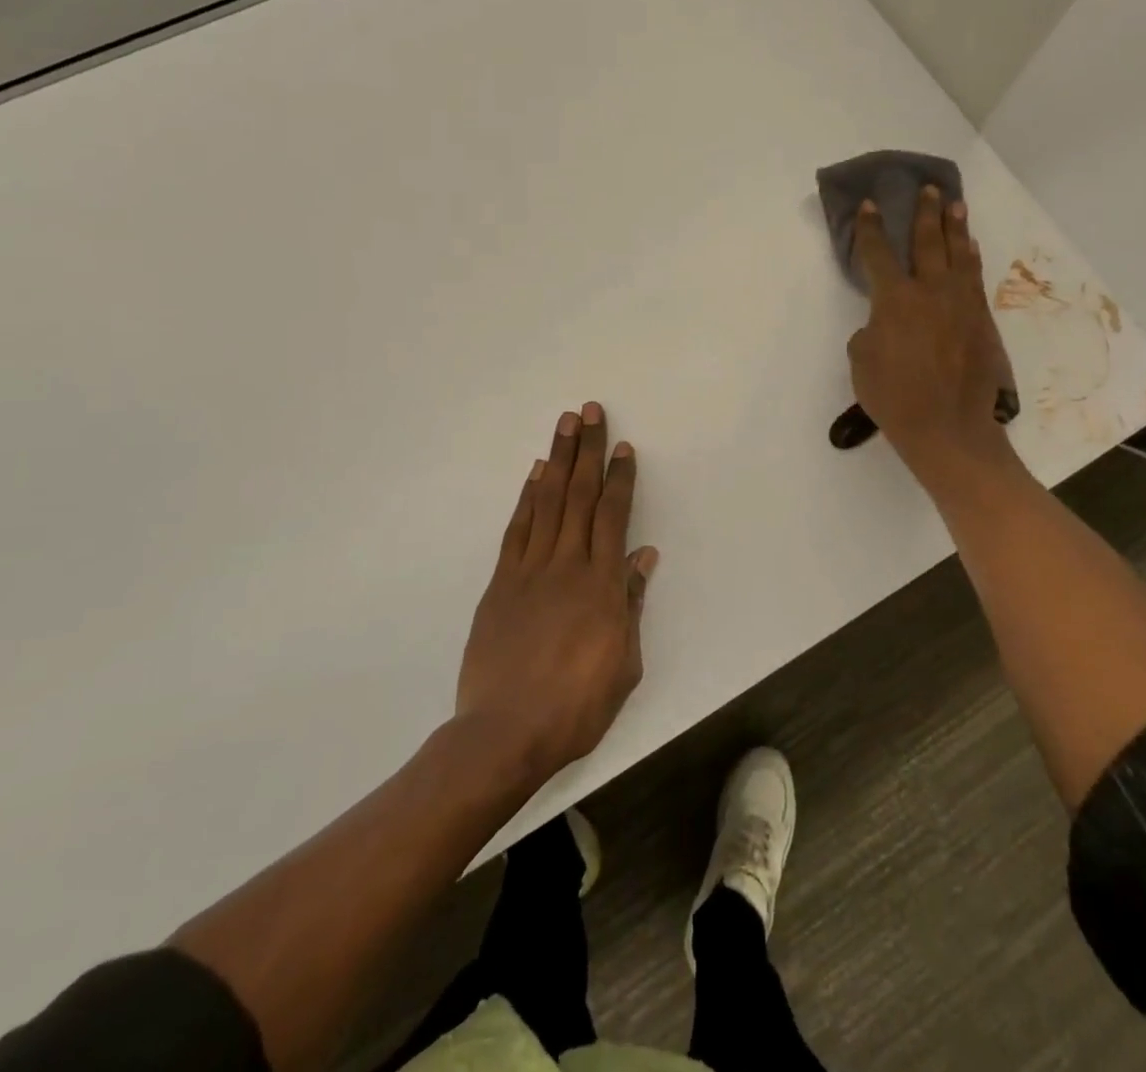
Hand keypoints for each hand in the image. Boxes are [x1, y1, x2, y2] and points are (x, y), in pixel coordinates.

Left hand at [455, 403, 658, 785]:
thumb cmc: (577, 705)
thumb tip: (644, 556)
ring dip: (557, 460)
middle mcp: (567, 565)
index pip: (614, 516)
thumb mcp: (624, 663)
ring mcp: (530, 570)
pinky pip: (517, 530)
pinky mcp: (501, 583)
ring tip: (564, 425)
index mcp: (602, 585)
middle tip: (591, 412)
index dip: (620, 478)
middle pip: (580, 496)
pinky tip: (535, 475)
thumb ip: (631, 604)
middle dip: (588, 450)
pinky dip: (527, 498)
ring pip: (548, 502)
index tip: (624, 447)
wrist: (506, 732)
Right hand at [846, 187, 1021, 487]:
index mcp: (894, 300)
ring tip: (955, 205)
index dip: (870, 228)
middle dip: (924, 214)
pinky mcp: (981, 320)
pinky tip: (970, 249)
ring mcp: (961, 304)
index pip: (878, 254)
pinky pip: (975, 278)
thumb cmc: (894, 397)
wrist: (947, 427)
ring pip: (958, 255)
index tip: (869, 205)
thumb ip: (870, 331)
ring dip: (954, 228)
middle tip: (928, 189)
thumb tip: (884, 323)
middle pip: (927, 242)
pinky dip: (971, 259)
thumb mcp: (861, 362)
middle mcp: (930, 292)